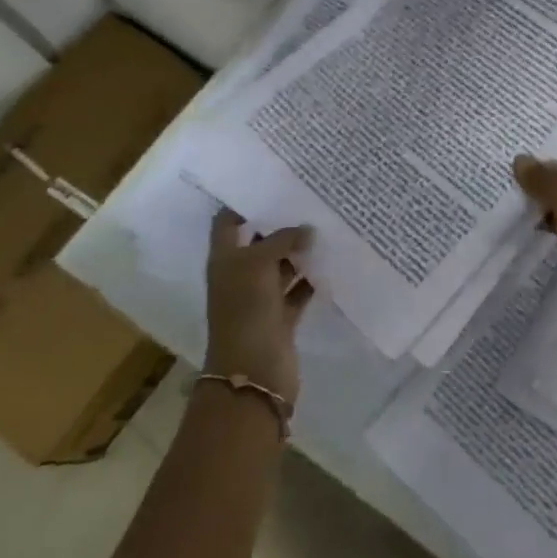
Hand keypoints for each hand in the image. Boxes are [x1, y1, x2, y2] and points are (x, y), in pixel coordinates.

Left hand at [204, 209, 313, 406]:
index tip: (272, 184)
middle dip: (281, 226)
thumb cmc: (246, 310)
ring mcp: (260, 299)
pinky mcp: (281, 318)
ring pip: (281, 267)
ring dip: (299, 252)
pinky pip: (297, 291)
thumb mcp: (260, 264)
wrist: (253, 372)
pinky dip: (311, 280)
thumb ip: (283, 240)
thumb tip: (307, 230)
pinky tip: (332, 263)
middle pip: (259, 243)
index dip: (244, 203)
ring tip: (327, 227)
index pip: (228, 222)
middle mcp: (240, 276)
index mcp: (225, 260)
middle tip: (311, 201)